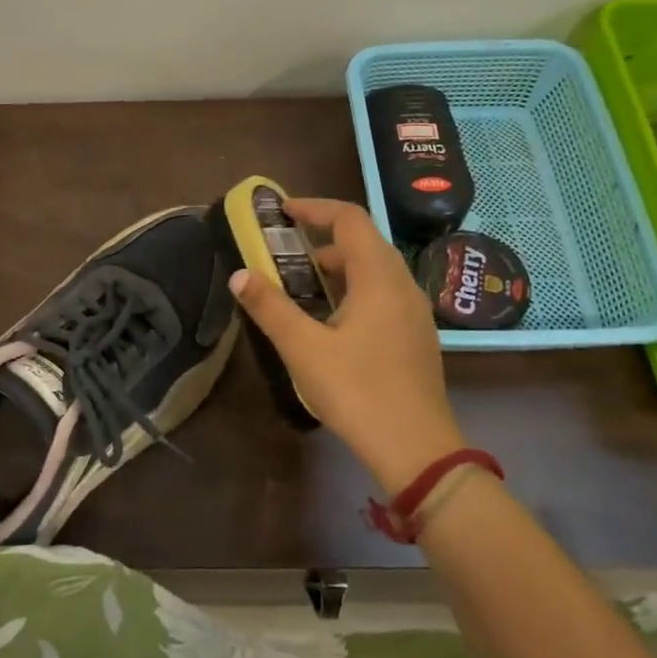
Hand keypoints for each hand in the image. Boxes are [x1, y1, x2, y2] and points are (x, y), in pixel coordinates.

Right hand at [231, 198, 462, 492]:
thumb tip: (240, 275)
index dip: (315, 208)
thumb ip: (270, 307)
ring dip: (340, 264)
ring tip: (305, 285)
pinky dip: (356, 287)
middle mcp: (403, 285)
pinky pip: (385, 292)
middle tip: (288, 251)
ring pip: (377, 268)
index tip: (283, 212)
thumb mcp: (303, 348)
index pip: (350, 219)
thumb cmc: (357, 391)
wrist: (417, 449)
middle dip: (324, 237)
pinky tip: (334, 318)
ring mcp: (415, 311)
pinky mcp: (417, 335)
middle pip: (365, 241)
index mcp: (379, 278)